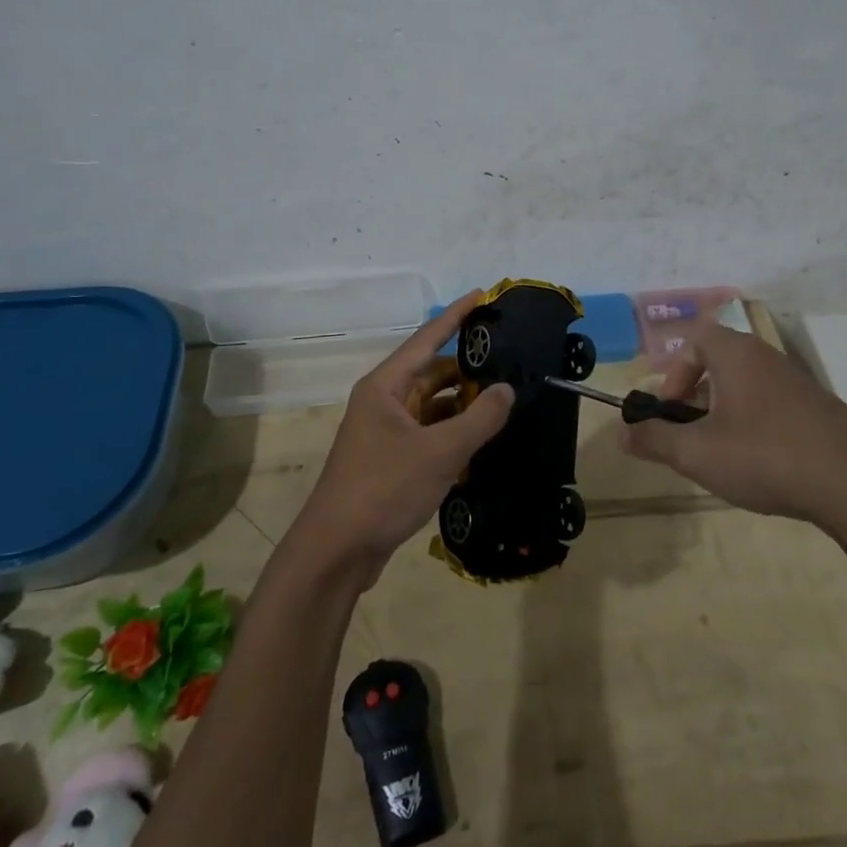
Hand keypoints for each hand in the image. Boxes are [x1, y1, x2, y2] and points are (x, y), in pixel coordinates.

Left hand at [289, 292, 513, 584]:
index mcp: (385, 386)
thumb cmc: (383, 489)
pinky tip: (483, 439)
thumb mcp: (440, 453)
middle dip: (468, 369)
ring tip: (505, 401)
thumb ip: (480, 419)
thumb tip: (507, 389)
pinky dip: (453, 433)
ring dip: (464, 405)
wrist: (336, 552)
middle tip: (510, 362)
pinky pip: (429, 434)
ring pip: (433, 406)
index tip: (483, 295)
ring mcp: (386, 433)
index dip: (456, 316)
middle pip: (432, 373)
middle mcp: (383, 402)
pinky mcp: (391, 461)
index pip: (427, 339)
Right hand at [619, 326, 846, 552]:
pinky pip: (774, 407)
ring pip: (747, 387)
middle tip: (692, 435)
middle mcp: (767, 358)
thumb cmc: (765, 456)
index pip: (696, 340)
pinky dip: (757, 427)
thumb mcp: (697, 453)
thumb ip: (654, 440)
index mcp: (736, 355)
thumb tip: (620, 433)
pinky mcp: (821, 411)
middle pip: (721, 363)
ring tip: (724, 455)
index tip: (672, 410)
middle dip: (698, 397)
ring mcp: (799, 384)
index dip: (675, 373)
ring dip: (726, 414)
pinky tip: (763, 466)